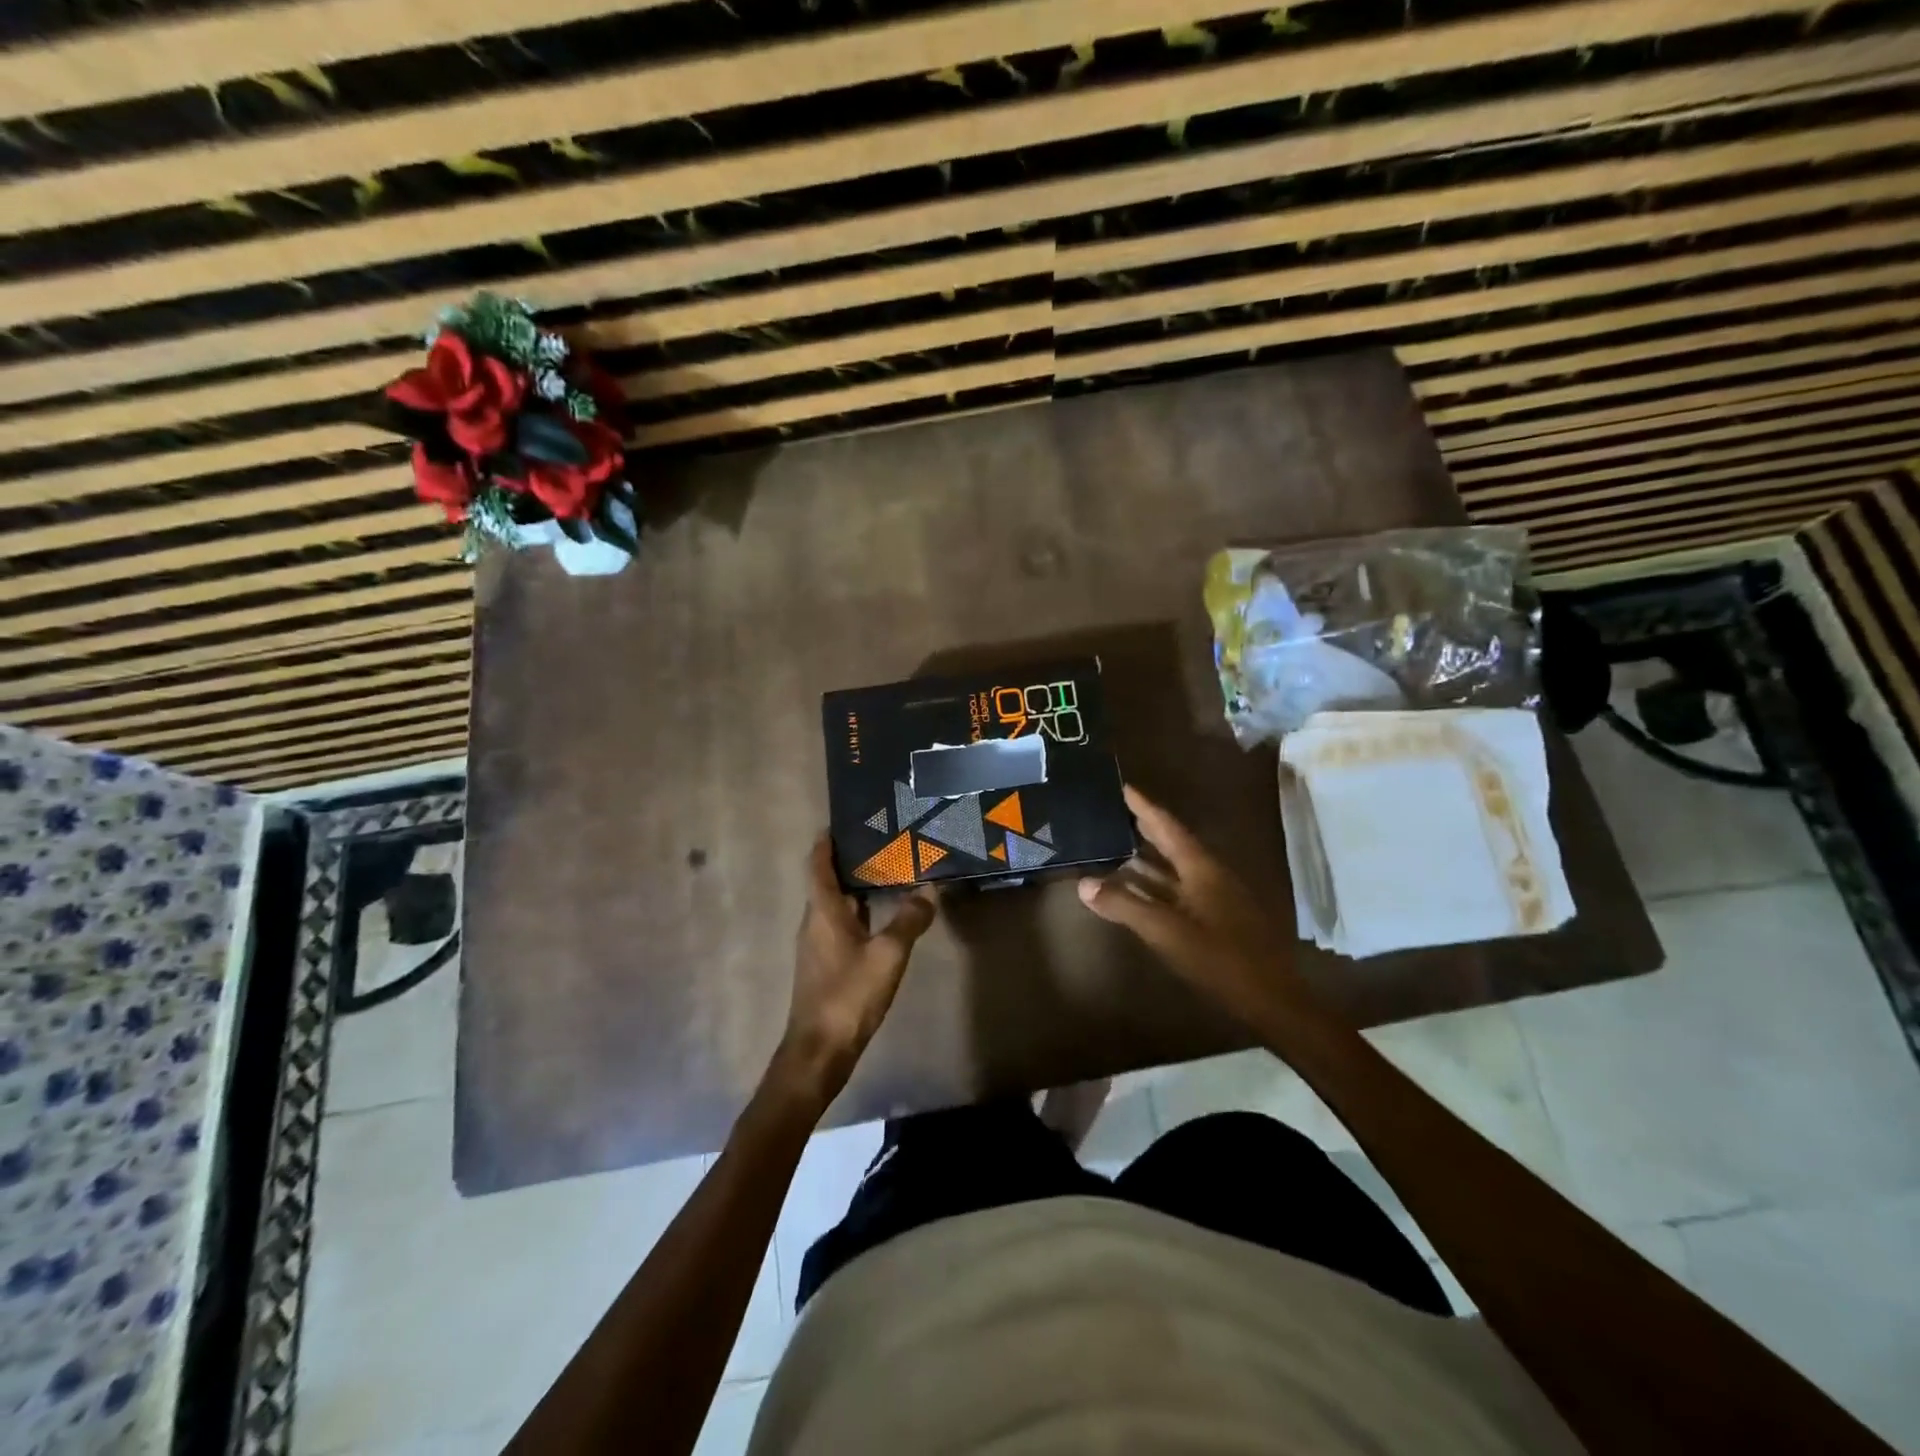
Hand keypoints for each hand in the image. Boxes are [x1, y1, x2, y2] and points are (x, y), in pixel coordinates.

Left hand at [774, 835, 937, 1107]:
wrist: (819, 1051)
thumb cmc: (849, 995)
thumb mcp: (888, 955)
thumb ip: (909, 920)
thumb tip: (929, 890)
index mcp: (822, 911)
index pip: (817, 864)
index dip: (826, 842)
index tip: (842, 822)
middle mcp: (814, 922)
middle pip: (827, 882)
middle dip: (849, 861)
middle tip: (881, 843)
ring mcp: (817, 945)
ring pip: (835, 906)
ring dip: (856, 888)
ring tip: (887, 873)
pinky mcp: (825, 965)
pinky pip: (841, 926)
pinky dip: (859, 913)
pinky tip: (882, 918)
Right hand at [1077, 785, 1295, 1020]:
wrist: (1271, 999)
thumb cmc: (1221, 958)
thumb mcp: (1166, 932)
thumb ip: (1125, 906)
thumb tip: (1083, 884)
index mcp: (1201, 869)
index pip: (1167, 827)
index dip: (1144, 806)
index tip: (1122, 787)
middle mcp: (1210, 876)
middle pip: (1172, 843)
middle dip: (1144, 827)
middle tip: (1113, 812)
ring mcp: (1215, 898)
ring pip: (1174, 870)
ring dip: (1147, 859)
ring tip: (1116, 846)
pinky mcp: (1216, 919)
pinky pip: (1178, 891)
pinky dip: (1155, 886)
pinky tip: (1138, 892)